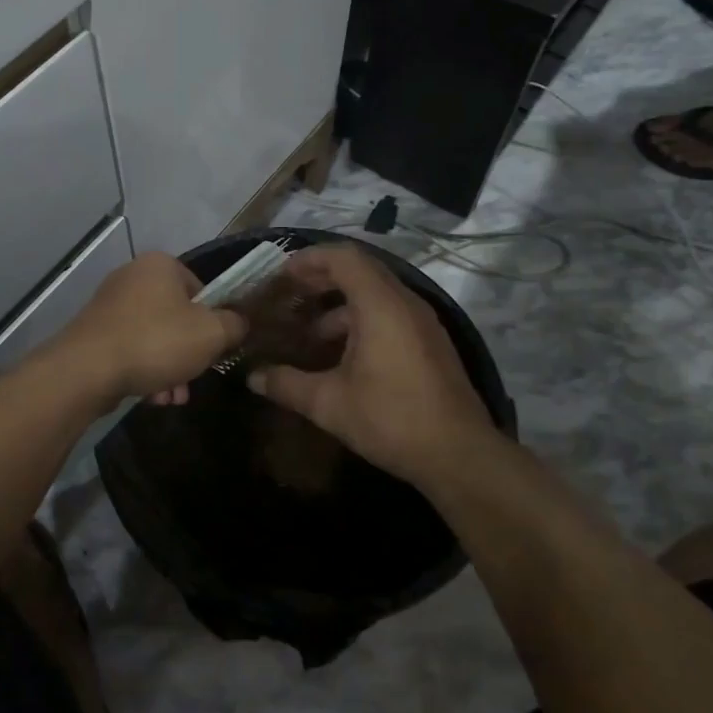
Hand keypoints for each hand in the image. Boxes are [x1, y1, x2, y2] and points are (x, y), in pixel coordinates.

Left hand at [49, 252, 245, 407]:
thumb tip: (238, 322)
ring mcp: (110, 305)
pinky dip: (145, 371)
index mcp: (161, 265)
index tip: (215, 347)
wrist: (86, 370)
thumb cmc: (156, 342)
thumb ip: (234, 324)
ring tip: (172, 397)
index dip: (214, 320)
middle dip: (190, 353)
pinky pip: (132, 349)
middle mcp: (133, 276)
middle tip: (194, 378)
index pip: (202, 288)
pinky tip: (152, 398)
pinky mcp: (95, 333)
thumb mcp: (211, 333)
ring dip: (170, 369)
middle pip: (178, 317)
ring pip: (155, 338)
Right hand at [245, 244, 504, 489]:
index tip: (281, 276)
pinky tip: (340, 355)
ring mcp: (422, 322)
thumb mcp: (329, 403)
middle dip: (321, 279)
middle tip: (289, 298)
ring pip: (375, 294)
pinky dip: (360, 320)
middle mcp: (404, 303)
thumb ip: (286, 384)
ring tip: (308, 333)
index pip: (343, 257)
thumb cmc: (391, 419)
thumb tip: (252, 377)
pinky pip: (390, 313)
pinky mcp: (430, 343)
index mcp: (380, 305)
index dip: (309, 260)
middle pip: (360, 270)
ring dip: (339, 305)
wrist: (460, 456)